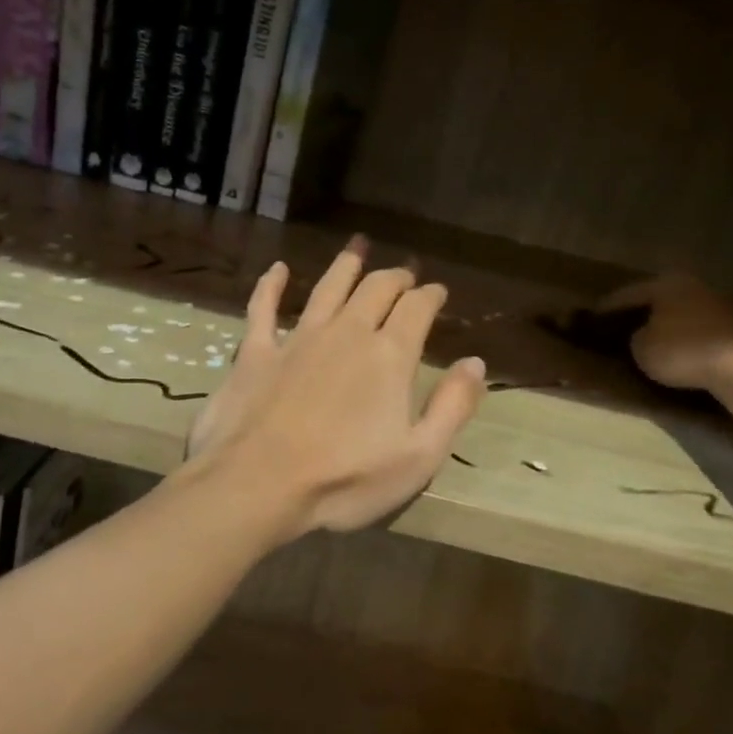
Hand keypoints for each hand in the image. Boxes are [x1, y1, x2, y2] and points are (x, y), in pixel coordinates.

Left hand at [186, 237, 486, 536]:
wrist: (258, 486)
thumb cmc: (345, 479)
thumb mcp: (419, 457)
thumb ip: (453, 407)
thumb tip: (476, 363)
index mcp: (389, 356)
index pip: (417, 308)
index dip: (430, 295)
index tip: (437, 291)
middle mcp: (346, 333)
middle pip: (376, 288)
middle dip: (395, 276)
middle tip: (405, 272)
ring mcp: (298, 338)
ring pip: (327, 287)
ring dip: (346, 265)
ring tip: (358, 247)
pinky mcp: (256, 352)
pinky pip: (263, 308)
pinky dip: (271, 285)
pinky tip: (278, 269)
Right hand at [598, 273, 732, 391]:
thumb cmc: (682, 352)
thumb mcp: (642, 349)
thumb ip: (636, 337)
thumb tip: (644, 335)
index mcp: (666, 283)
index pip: (628, 294)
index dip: (608, 307)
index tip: (593, 316)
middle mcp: (694, 285)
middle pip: (659, 298)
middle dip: (642, 312)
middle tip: (623, 325)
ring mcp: (720, 303)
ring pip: (682, 312)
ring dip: (668, 324)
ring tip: (652, 339)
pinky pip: (702, 328)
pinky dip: (688, 336)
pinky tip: (681, 350)